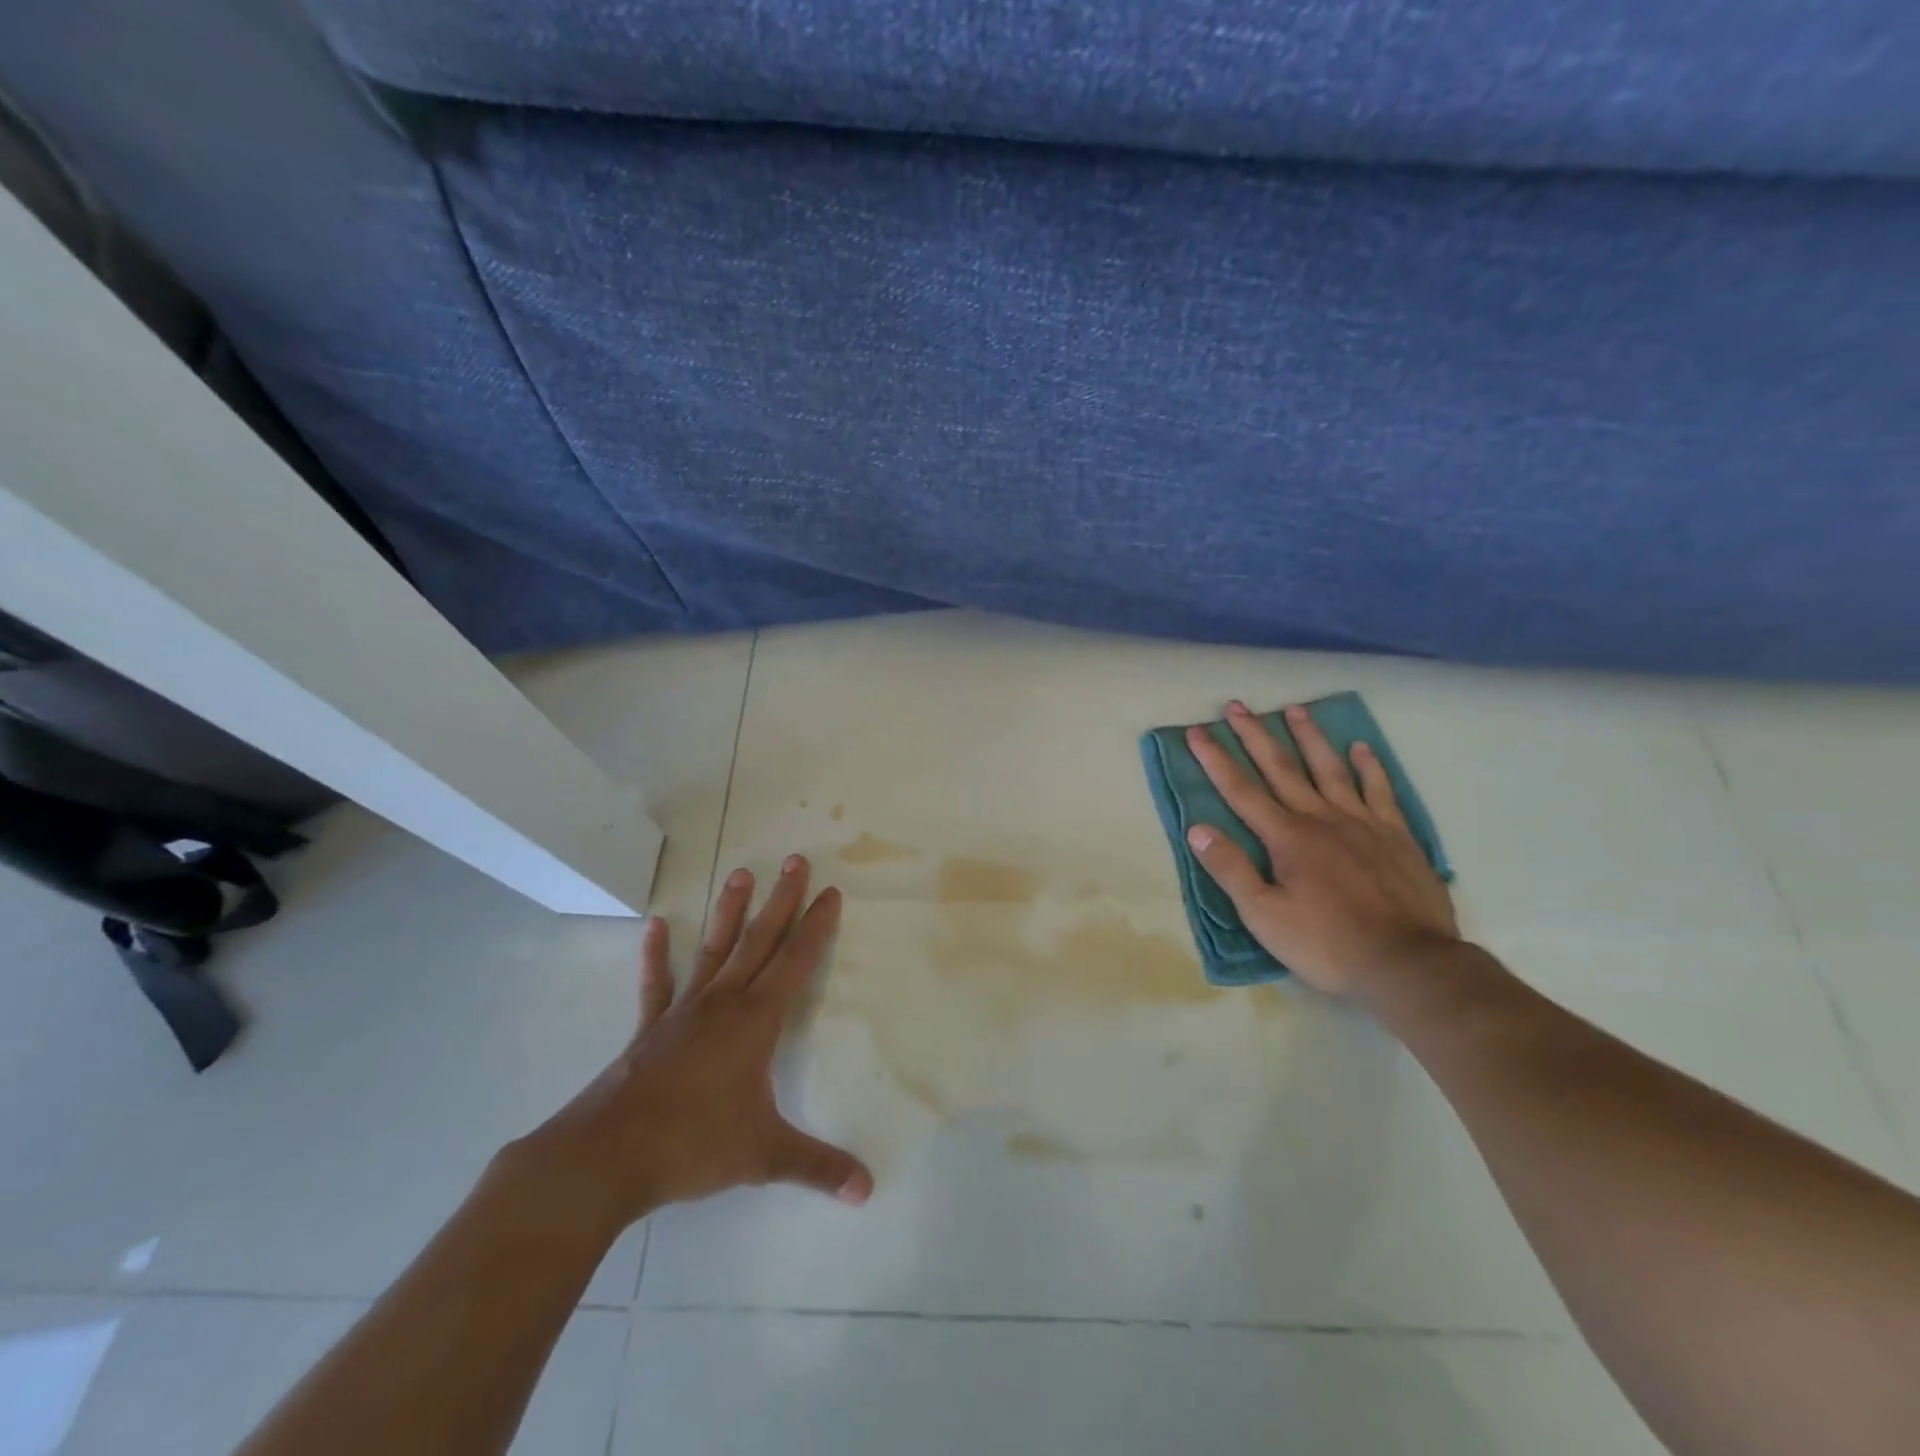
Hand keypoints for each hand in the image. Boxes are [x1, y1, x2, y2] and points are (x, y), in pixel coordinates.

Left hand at [515, 855, 872, 1239]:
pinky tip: (654, 926)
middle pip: (760, 940)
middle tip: (795, 860)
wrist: (608, 1156)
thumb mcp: (765, 1156)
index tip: (830, 892)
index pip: (796, 961)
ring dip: (729, 912)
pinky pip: (657, 985)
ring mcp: (684, 1011)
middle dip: (782, 900)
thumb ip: (818, 1167)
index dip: (816, 926)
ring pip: (714, 950)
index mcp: (757, 1021)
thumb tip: (867, 1191)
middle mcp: (724, 1003)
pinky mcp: (651, 1029)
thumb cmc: (694, 1145)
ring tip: (741, 873)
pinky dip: (656, 955)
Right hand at [1184, 701, 1458, 999]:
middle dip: (1256, 736)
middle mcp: (1321, 818)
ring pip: (1330, 769)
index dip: (1216, 760)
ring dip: (1309, 738)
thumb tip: (1197, 829)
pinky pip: (1380, 790)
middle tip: (1237, 706)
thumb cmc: (1328, 945)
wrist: (1409, 965)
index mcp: (1287, 838)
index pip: (1241, 790)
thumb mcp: (1264, 917)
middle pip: (1282, 768)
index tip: (1197, 731)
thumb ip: (1231, 870)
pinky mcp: (1396, 836)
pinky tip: (1360, 748)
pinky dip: (1369, 767)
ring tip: (1295, 709)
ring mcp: (1363, 823)